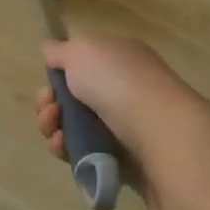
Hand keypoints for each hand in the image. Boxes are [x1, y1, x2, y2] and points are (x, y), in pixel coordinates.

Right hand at [34, 36, 205, 164]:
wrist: (161, 134)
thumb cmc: (119, 83)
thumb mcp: (81, 51)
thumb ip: (60, 51)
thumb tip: (51, 51)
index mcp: (118, 58)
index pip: (81, 64)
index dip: (57, 75)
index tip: (48, 85)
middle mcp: (122, 89)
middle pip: (72, 97)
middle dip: (50, 104)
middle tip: (50, 110)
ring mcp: (124, 125)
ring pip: (74, 127)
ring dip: (54, 128)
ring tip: (55, 134)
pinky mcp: (122, 158)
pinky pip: (85, 152)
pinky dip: (68, 150)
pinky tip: (64, 149)